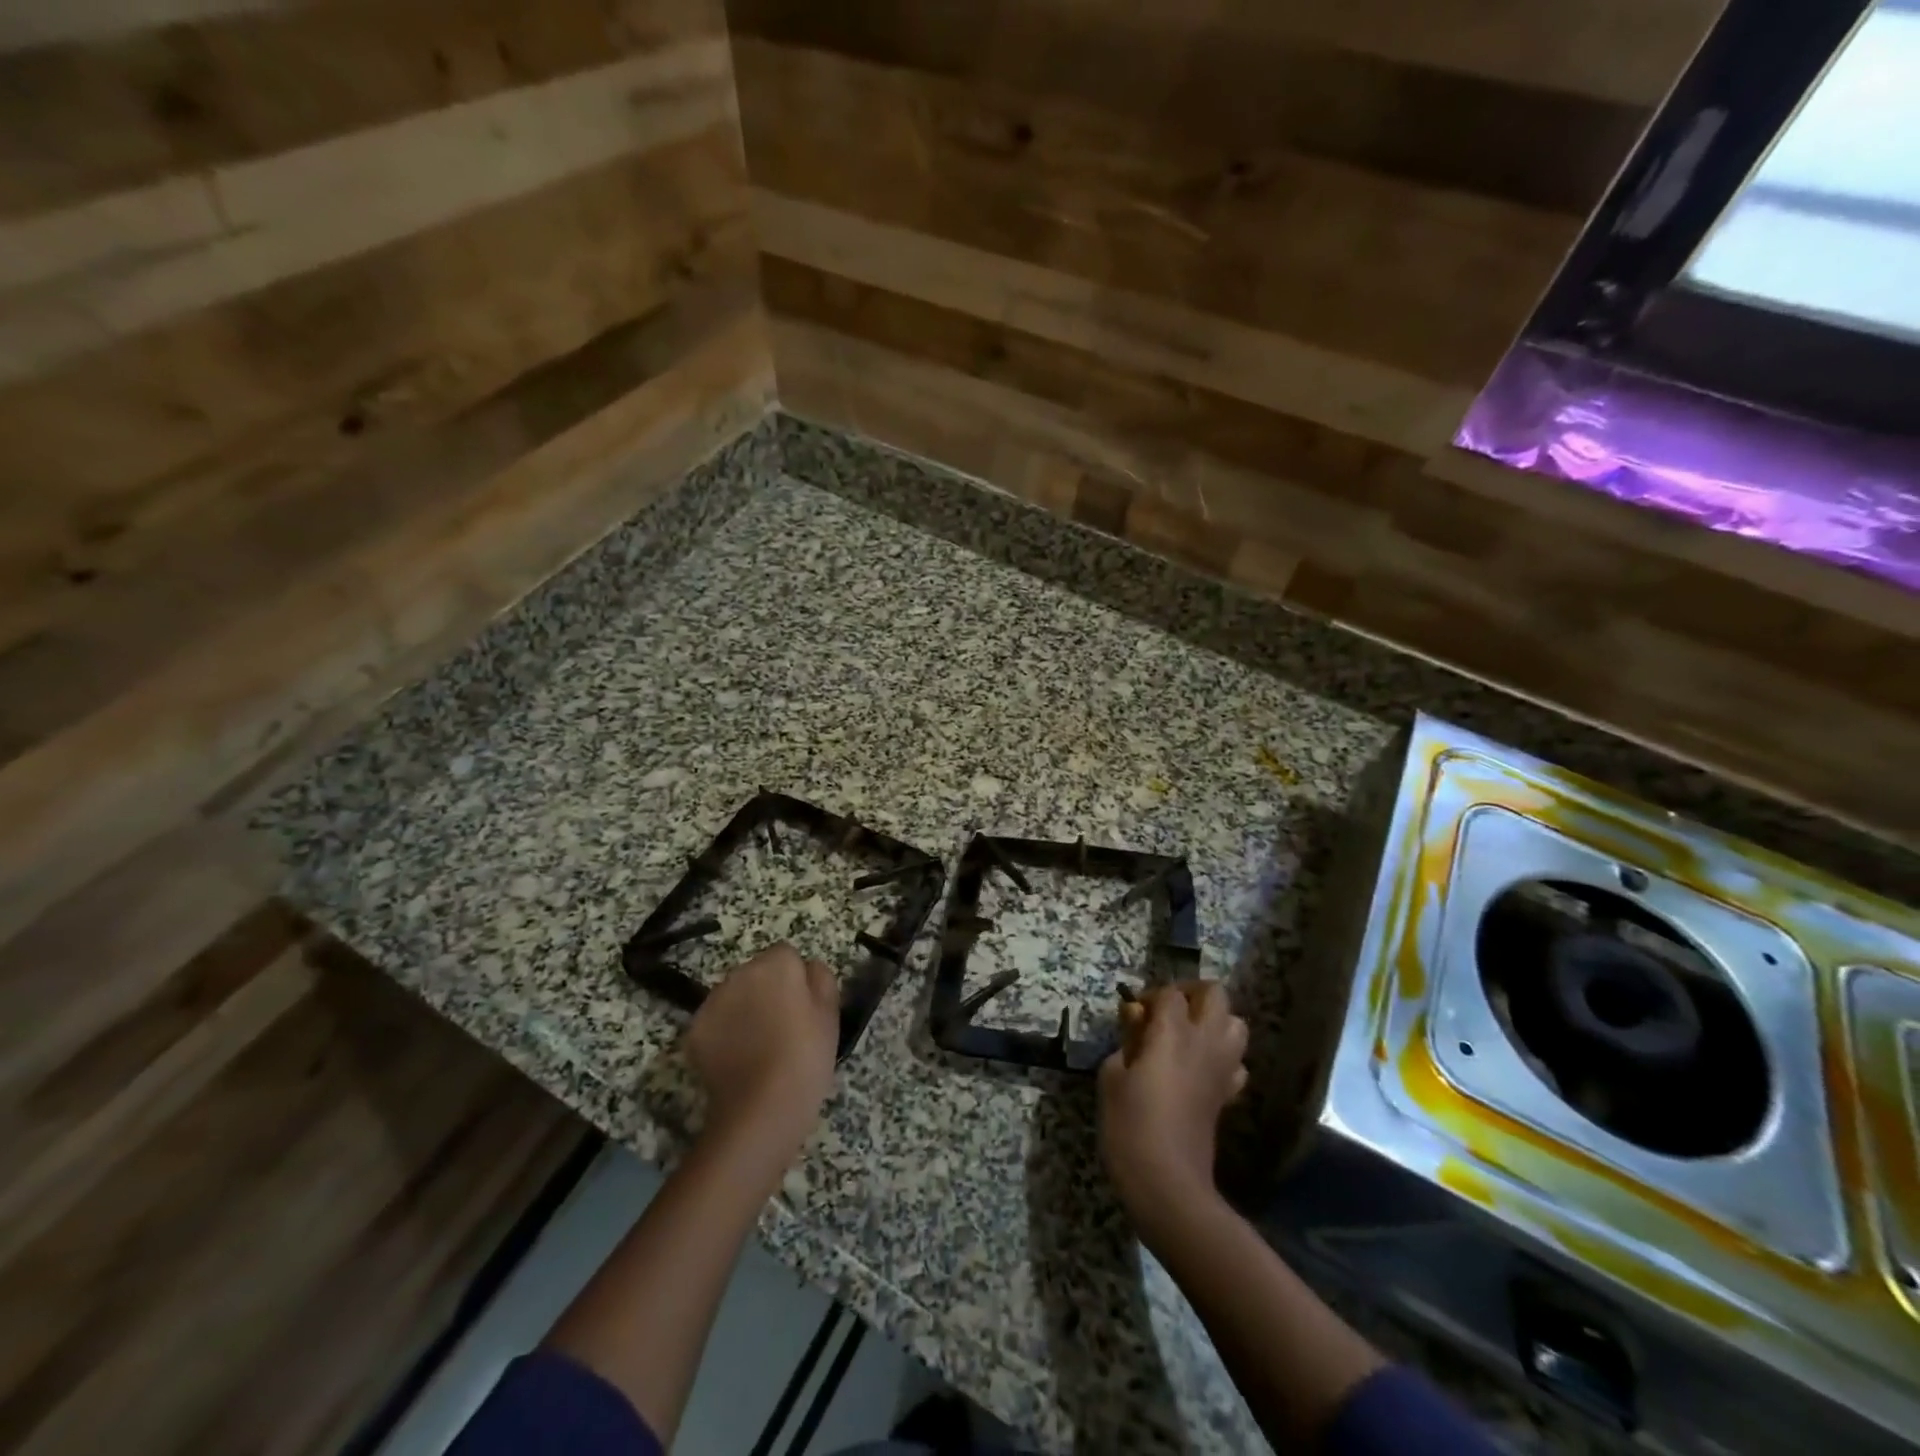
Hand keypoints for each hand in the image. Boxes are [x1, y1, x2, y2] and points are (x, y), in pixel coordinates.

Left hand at [686, 942, 839, 1158]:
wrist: (762, 1108)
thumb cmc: (806, 1057)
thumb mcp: (831, 1015)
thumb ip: (821, 978)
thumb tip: (809, 968)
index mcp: (777, 964)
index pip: (786, 954)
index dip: (796, 978)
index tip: (802, 1006)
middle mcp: (740, 973)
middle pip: (756, 972)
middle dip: (767, 990)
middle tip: (783, 1026)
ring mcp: (713, 1001)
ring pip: (733, 995)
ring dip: (744, 1008)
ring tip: (759, 1045)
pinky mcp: (694, 1031)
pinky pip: (715, 1021)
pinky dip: (724, 1033)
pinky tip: (738, 1059)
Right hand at [1099, 981, 1247, 1238]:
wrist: (1168, 1183)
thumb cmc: (1130, 1125)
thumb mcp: (1112, 1077)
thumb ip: (1126, 1041)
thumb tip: (1136, 1022)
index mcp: (1174, 1033)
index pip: (1170, 993)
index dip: (1150, 996)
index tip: (1132, 1016)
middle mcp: (1205, 1042)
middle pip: (1215, 994)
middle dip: (1191, 994)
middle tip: (1165, 1013)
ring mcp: (1222, 1069)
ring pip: (1235, 1024)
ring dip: (1213, 1022)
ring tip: (1184, 1037)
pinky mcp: (1227, 1095)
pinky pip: (1236, 1062)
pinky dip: (1222, 1057)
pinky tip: (1198, 1070)